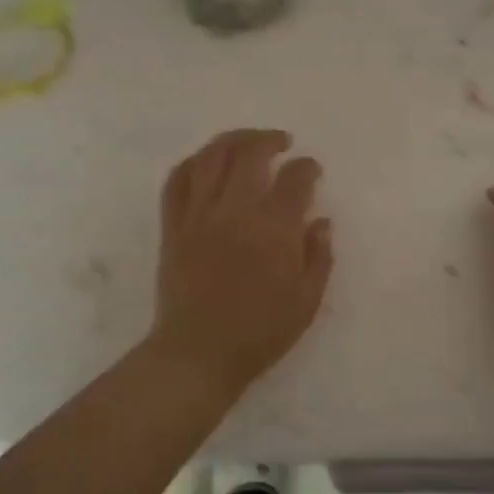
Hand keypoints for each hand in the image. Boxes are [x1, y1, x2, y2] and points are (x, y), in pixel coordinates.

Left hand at [151, 129, 333, 398]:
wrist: (199, 353)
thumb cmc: (260, 332)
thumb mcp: (306, 301)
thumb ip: (318, 256)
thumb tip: (321, 221)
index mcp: (274, 228)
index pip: (294, 178)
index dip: (307, 167)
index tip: (312, 170)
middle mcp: (235, 211)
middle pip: (249, 153)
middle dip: (269, 140)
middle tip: (282, 143)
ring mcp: (199, 215)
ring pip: (210, 157)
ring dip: (231, 140)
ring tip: (246, 141)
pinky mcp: (173, 227)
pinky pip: (176, 181)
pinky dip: (192, 163)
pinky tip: (205, 163)